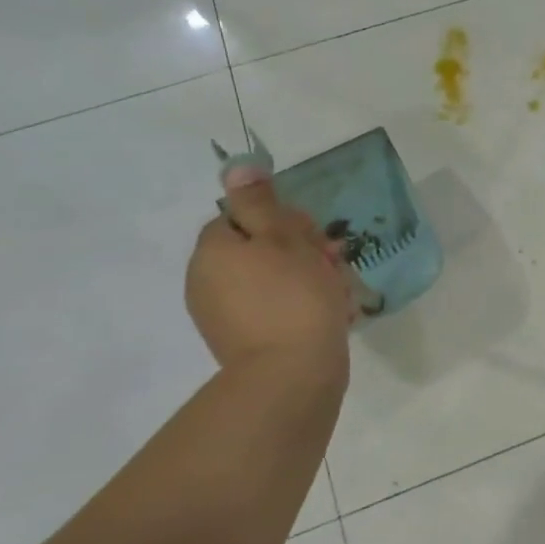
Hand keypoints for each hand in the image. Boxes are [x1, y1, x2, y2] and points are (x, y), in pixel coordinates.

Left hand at [186, 166, 355, 382]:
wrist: (292, 375)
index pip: (245, 216)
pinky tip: (327, 314)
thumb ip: (259, 202)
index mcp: (214, 250)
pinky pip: (272, 309)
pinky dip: (297, 305)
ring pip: (269, 279)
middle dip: (299, 250)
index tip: (315, 236)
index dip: (284, 221)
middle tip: (334, 263)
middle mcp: (206, 280)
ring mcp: (221, 315)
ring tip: (338, 291)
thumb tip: (235, 168)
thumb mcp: (284, 238)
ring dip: (304, 277)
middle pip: (257, 248)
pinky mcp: (242, 341)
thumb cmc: (294, 297)